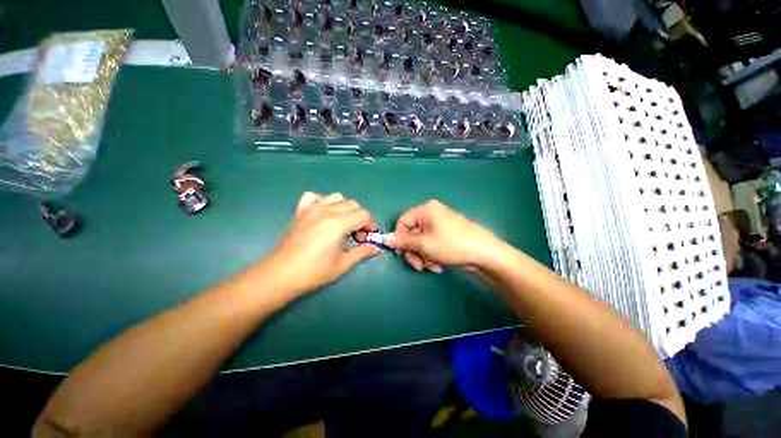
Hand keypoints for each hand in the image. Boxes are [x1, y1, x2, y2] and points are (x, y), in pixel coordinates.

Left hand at [263, 192, 379, 295]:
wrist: (282, 274)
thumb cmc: (314, 271)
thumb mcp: (343, 264)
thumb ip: (362, 252)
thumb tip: (376, 248)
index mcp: (338, 224)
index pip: (363, 215)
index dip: (371, 225)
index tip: (369, 237)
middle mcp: (326, 211)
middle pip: (352, 204)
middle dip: (360, 218)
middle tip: (356, 235)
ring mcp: (311, 209)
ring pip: (337, 197)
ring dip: (345, 208)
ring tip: (343, 224)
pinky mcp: (300, 211)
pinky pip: (314, 197)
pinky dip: (323, 202)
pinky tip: (324, 214)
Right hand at [384, 200, 501, 272]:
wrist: (485, 255)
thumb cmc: (452, 245)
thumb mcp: (425, 244)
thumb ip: (403, 241)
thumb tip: (384, 238)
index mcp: (426, 210)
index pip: (402, 221)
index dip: (399, 238)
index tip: (401, 253)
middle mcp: (431, 215)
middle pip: (411, 234)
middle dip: (413, 251)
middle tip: (418, 265)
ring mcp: (439, 226)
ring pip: (420, 242)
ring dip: (423, 257)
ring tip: (433, 266)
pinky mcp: (445, 237)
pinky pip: (430, 246)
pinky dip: (431, 256)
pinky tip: (440, 265)